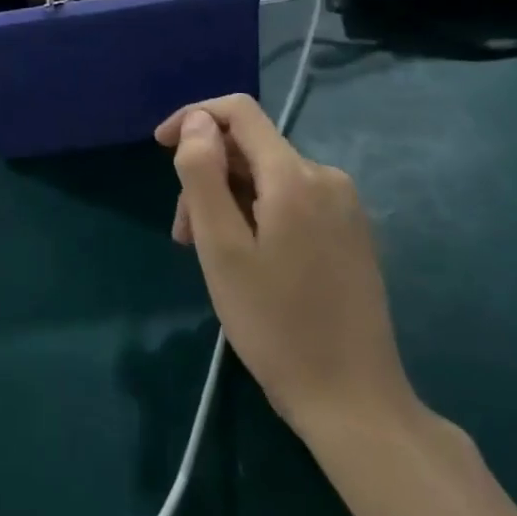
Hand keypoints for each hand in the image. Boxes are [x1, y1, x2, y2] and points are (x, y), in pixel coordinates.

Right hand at [157, 95, 419, 448]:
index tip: (160, 147)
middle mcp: (326, 177)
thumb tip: (199, 121)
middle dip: (208, 174)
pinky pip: (292, 200)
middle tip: (182, 233)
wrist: (355, 403)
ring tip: (209, 254)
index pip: (238, 111)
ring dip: (229, 200)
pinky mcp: (352, 232)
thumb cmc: (276, 326)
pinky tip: (247, 259)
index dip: (194, 117)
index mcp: (295, 176)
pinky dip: (258, 214)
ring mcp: (345, 206)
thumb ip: (203, 174)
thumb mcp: (221, 248)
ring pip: (269, 178)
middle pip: (251, 149)